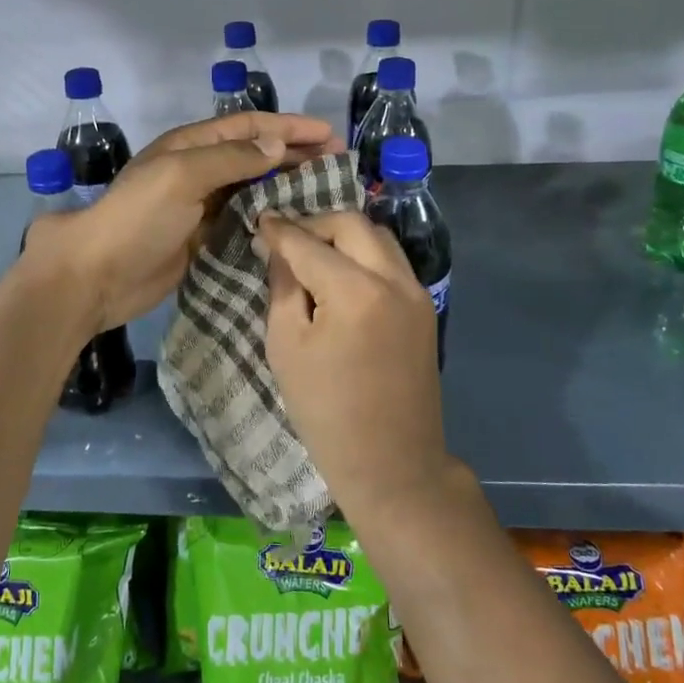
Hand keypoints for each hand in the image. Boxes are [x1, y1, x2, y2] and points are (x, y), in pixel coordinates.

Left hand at [26, 112, 335, 331]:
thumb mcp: (181, 176)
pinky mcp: (203, 238)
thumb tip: (278, 145)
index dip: (289, 126)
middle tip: (337, 163)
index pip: (249, 127)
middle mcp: (199, 170)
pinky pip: (244, 220)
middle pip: (256, 154)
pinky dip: (269, 217)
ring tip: (326, 192)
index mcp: (191, 145)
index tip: (328, 134)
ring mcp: (201, 206)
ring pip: (253, 188)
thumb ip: (231, 159)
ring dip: (286, 185)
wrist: (98, 275)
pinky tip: (295, 224)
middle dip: (295, 154)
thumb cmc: (138, 217)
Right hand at [257, 212, 449, 518]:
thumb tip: (281, 250)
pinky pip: (392, 260)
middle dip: (315, 223)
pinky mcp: (425, 306)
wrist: (392, 462)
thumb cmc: (326, 412)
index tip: (259, 220)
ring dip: (343, 235)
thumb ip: (283, 288)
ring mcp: (416, 291)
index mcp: (355, 292)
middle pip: (352, 224)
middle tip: (286, 239)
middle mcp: (393, 279)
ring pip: (378, 237)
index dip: (280, 230)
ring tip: (313, 253)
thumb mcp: (287, 348)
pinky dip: (364, 254)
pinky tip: (341, 273)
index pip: (309, 243)